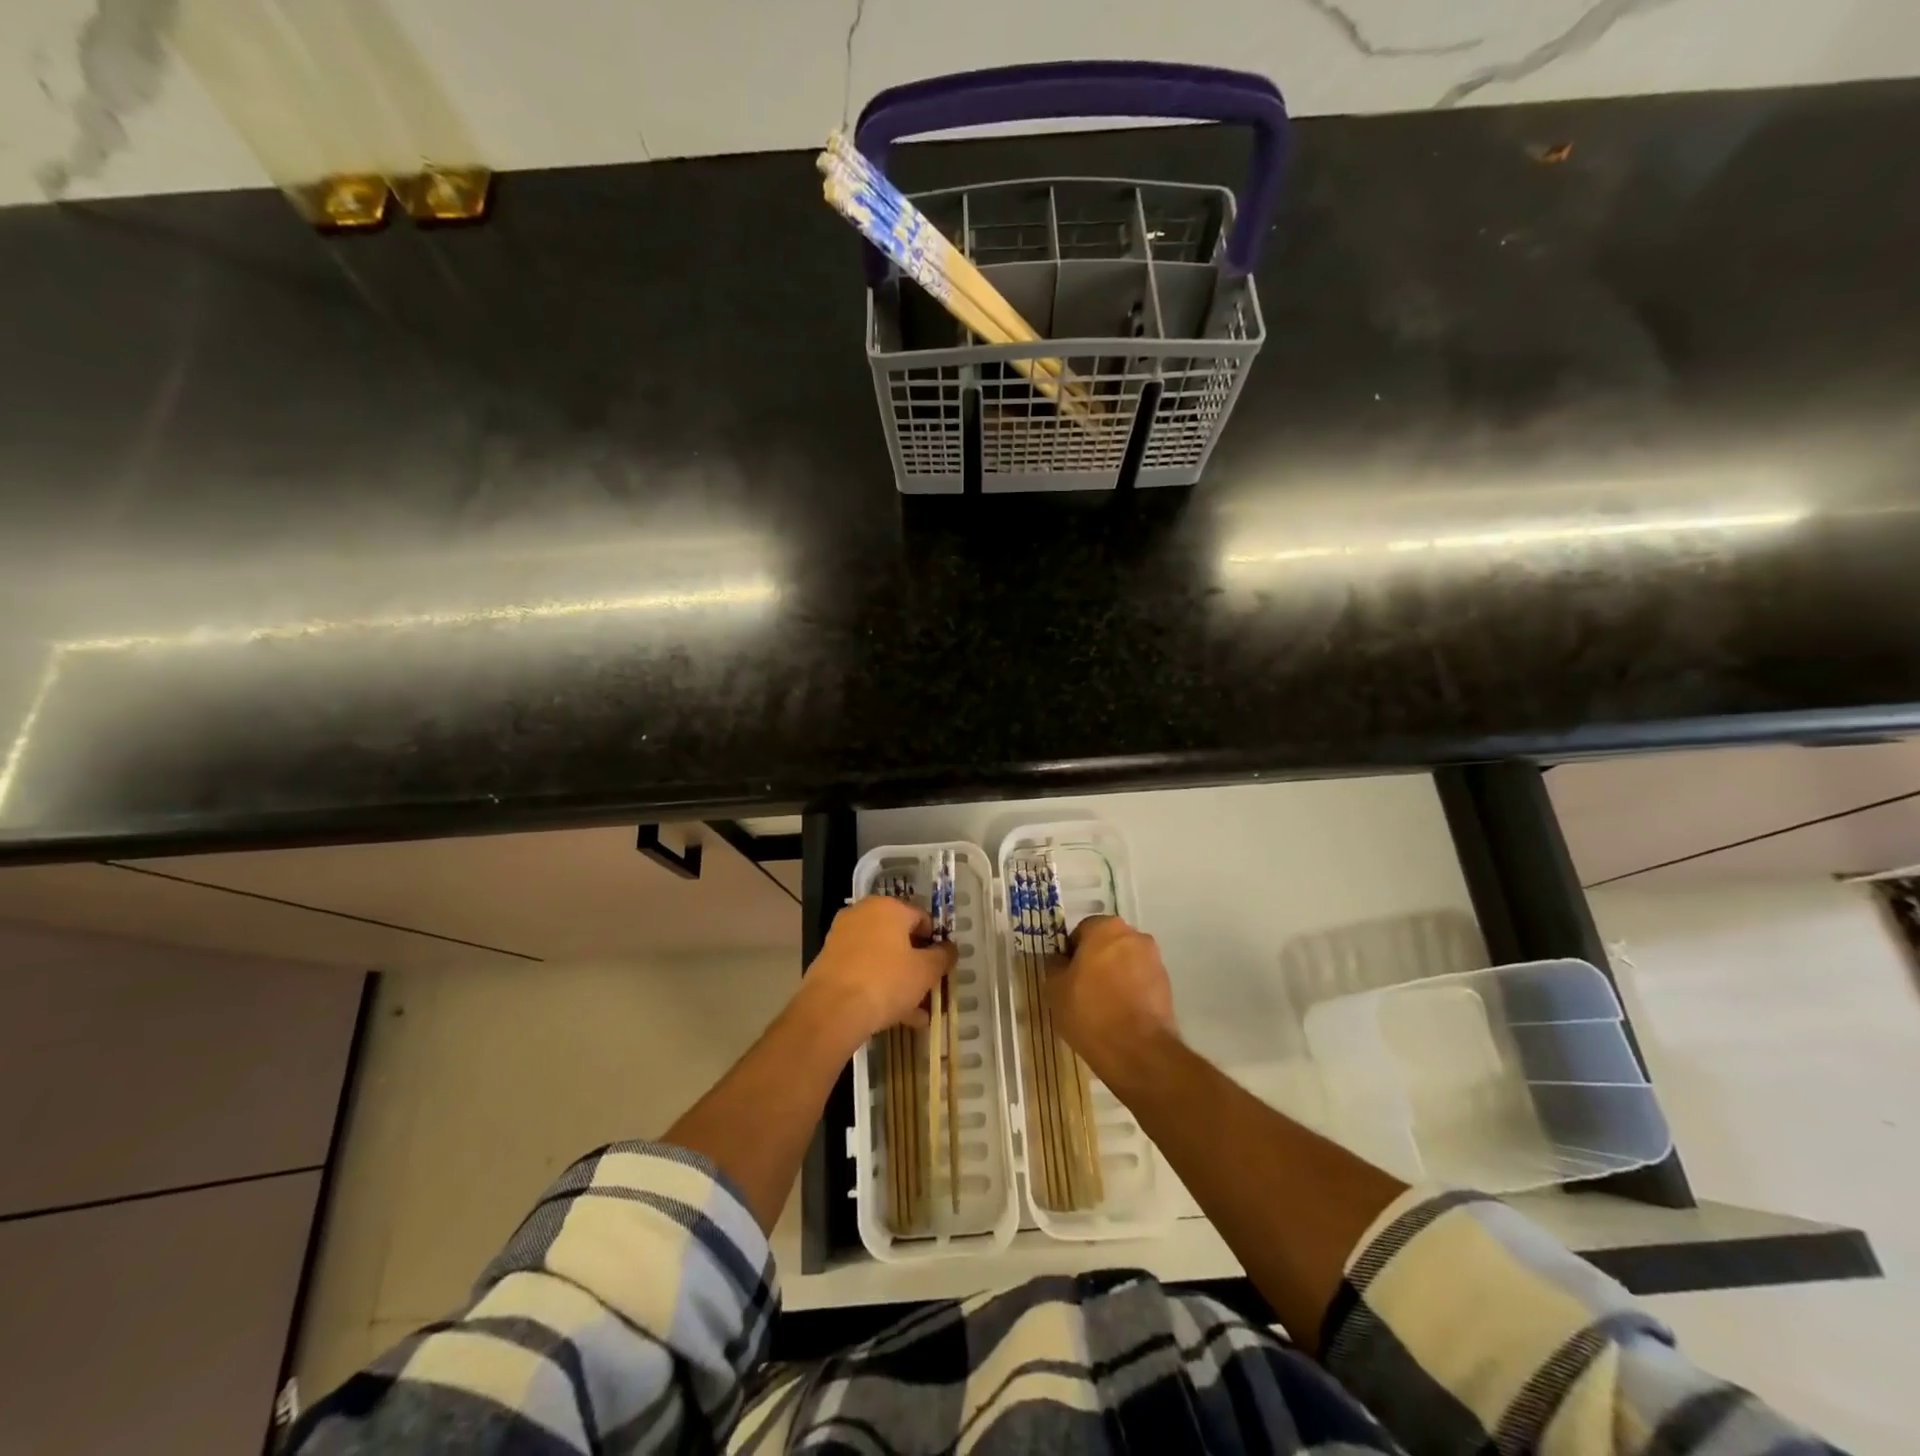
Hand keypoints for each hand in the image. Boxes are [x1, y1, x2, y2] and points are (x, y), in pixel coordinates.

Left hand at [800, 896, 956, 1053]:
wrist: (832, 1010)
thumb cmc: (886, 981)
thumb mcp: (925, 971)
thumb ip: (943, 957)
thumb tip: (949, 949)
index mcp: (888, 907)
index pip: (922, 918)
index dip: (936, 943)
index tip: (942, 968)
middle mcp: (862, 914)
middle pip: (900, 940)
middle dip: (917, 967)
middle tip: (930, 991)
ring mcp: (842, 937)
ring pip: (881, 958)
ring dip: (901, 982)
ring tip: (917, 1014)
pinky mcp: (828, 962)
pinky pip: (863, 971)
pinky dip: (879, 987)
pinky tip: (895, 1017)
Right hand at [1047, 915, 1176, 1079]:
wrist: (1138, 1051)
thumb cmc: (1090, 1011)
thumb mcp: (1055, 988)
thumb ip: (1055, 966)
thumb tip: (1060, 961)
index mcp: (1106, 928)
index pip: (1082, 931)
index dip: (1071, 953)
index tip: (1066, 976)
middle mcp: (1135, 936)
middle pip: (1107, 944)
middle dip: (1095, 961)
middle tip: (1081, 989)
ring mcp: (1155, 960)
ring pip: (1126, 963)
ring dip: (1115, 976)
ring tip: (1102, 1006)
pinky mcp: (1167, 986)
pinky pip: (1140, 981)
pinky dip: (1131, 991)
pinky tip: (1120, 1015)